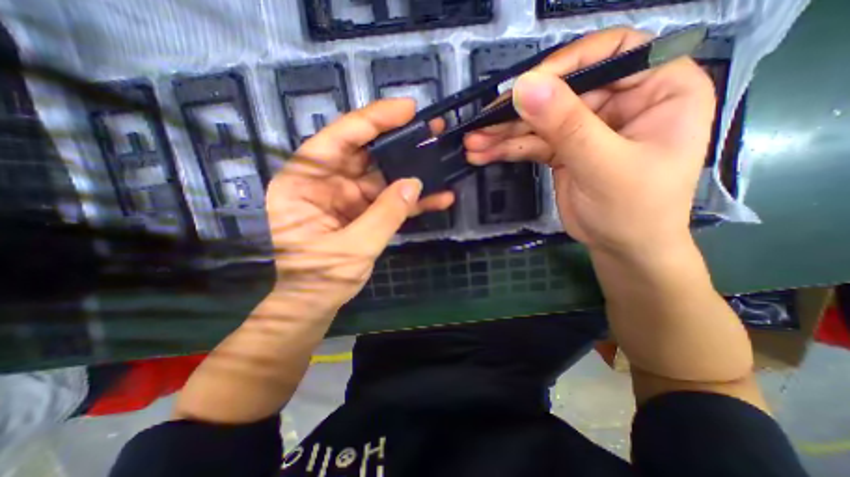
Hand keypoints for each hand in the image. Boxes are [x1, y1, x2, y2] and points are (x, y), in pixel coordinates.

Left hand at [265, 99, 454, 318]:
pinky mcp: (363, 210)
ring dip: (411, 169)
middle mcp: (324, 182)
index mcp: (303, 182)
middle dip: (398, 141)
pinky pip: (389, 199)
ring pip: (382, 175)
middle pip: (364, 152)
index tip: (406, 109)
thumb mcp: (353, 248)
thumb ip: (385, 215)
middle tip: (430, 129)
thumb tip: (414, 183)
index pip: (338, 139)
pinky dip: (411, 199)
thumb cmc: (321, 277)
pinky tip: (438, 198)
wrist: (317, 302)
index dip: (372, 120)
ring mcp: (346, 196)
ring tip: (440, 157)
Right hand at [465, 27, 714, 258]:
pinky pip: (532, 143)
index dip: (564, 65)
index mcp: (656, 89)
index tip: (524, 88)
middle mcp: (619, 101)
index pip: (610, 53)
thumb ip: (566, 125)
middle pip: (560, 92)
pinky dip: (507, 149)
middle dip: (517, 112)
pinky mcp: (563, 149)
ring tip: (473, 144)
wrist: (621, 248)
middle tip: (481, 125)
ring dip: (503, 134)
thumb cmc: (633, 210)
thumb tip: (524, 87)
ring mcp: (586, 127)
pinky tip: (483, 154)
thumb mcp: (603, 165)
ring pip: (539, 121)